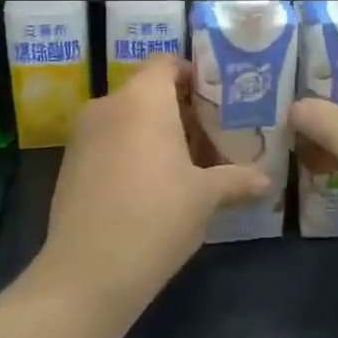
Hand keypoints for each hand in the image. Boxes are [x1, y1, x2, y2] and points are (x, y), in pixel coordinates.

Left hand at [38, 57, 271, 318]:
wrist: (86, 274)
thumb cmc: (155, 219)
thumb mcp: (205, 197)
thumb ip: (237, 179)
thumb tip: (267, 180)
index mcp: (142, 100)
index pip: (167, 63)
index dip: (194, 75)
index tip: (219, 100)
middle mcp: (108, 106)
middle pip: (148, 91)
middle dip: (180, 109)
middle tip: (213, 135)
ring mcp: (83, 135)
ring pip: (127, 117)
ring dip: (155, 132)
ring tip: (187, 163)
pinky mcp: (70, 164)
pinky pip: (108, 141)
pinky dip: (131, 150)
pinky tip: (152, 186)